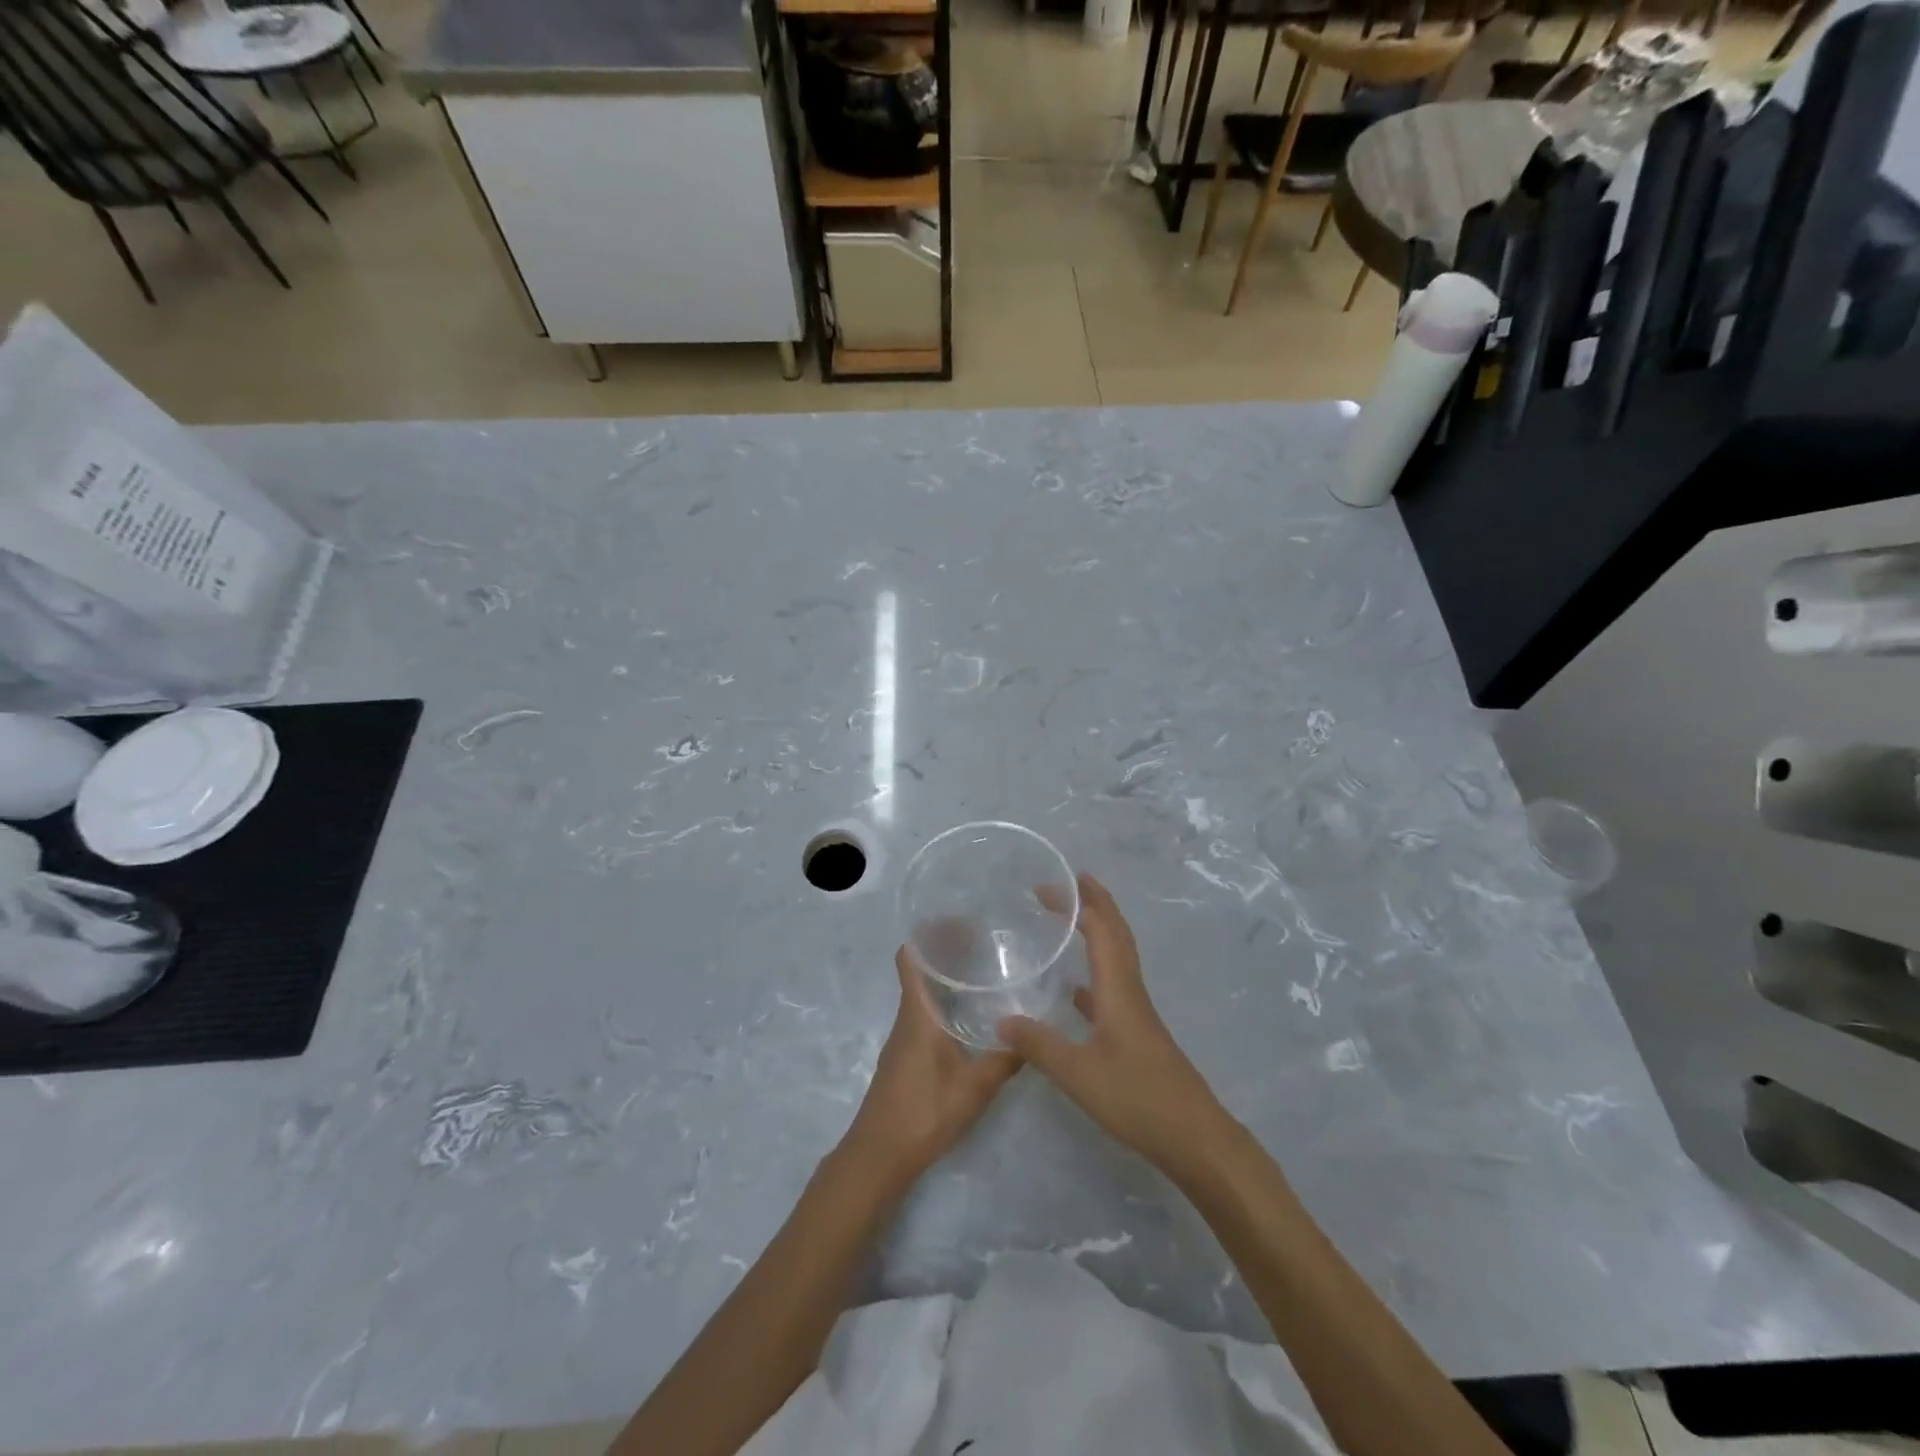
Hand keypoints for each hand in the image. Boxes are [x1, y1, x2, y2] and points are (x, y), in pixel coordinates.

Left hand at [839, 946, 1021, 1190]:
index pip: (910, 958)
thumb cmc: (923, 1112)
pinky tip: (970, 1020)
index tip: (960, 923)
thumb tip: (1032, 1034)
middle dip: (947, 953)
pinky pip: (924, 1016)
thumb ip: (1004, 1060)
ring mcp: (903, 1039)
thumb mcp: (974, 1088)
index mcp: (917, 1013)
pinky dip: (944, 1005)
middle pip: (920, 971)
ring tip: (984, 976)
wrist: (879, 1155)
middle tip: (985, 945)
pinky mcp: (905, 1058)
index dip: (929, 935)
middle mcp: (907, 1018)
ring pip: (923, 995)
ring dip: (946, 980)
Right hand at [998, 873, 1226, 1175]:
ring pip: (1118, 958)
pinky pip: (1114, 988)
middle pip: (1117, 934)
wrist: (1194, 1138)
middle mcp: (1130, 991)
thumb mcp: (1078, 1073)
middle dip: (1096, 904)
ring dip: (1098, 932)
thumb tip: (1000, 1020)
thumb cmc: (1137, 1098)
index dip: (1079, 903)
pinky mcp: (1138, 1035)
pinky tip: (1077, 992)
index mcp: (1119, 989)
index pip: (1101, 929)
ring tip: (1073, 921)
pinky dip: (1096, 974)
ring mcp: (1137, 1014)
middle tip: (1070, 883)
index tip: (1051, 885)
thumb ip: (1038, 1045)